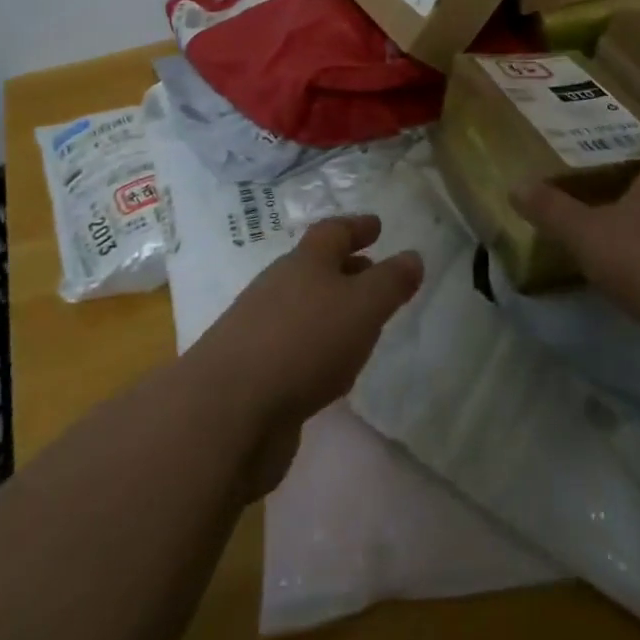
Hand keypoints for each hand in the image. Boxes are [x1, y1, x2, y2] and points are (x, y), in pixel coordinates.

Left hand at [187, 215, 423, 495]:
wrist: (225, 413)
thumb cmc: (303, 343)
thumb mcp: (362, 306)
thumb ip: (391, 282)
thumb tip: (413, 255)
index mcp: (304, 263)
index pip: (333, 232)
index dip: (357, 226)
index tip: (377, 226)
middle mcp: (278, 288)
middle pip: (314, 268)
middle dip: (345, 268)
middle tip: (373, 271)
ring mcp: (259, 331)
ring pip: (303, 308)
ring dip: (330, 309)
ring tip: (359, 323)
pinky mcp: (252, 373)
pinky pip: (293, 347)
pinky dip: (316, 347)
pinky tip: (329, 369)